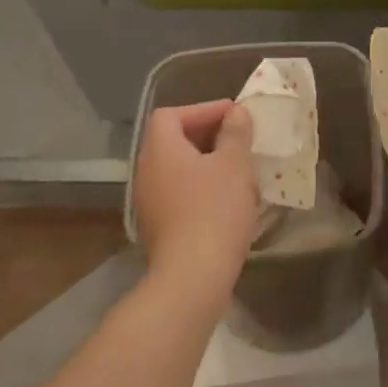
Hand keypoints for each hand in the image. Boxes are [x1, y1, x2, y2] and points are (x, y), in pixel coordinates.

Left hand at [133, 100, 257, 293]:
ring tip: (239, 170)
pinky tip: (228, 200)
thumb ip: (235, 133)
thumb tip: (236, 113)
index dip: (203, 110)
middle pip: (173, 140)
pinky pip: (180, 193)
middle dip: (208, 136)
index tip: (235, 117)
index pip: (172, 114)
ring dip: (207, 164)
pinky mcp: (158, 226)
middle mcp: (147, 171)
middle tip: (240, 141)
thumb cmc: (215, 211)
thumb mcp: (234, 165)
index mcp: (160, 149)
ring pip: (179, 169)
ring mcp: (149, 201)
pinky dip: (201, 188)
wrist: (193, 276)